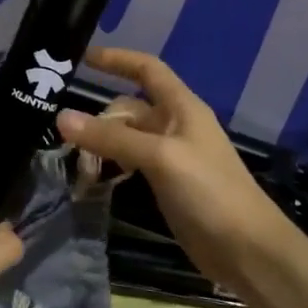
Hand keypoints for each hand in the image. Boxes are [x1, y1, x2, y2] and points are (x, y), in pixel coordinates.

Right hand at [55, 47, 295, 291]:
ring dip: (101, 145)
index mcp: (182, 107)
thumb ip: (112, 137)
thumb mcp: (160, 157)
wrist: (246, 249)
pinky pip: (130, 164)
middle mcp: (175, 125)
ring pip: (126, 138)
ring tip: (73, 163)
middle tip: (64, 137)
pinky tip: (92, 181)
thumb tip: (61, 117)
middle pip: (129, 108)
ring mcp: (171, 157)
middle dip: (99, 118)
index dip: (117, 60)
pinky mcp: (166, 184)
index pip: (147, 69)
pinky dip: (111, 167)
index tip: (82, 58)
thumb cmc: (209, 191)